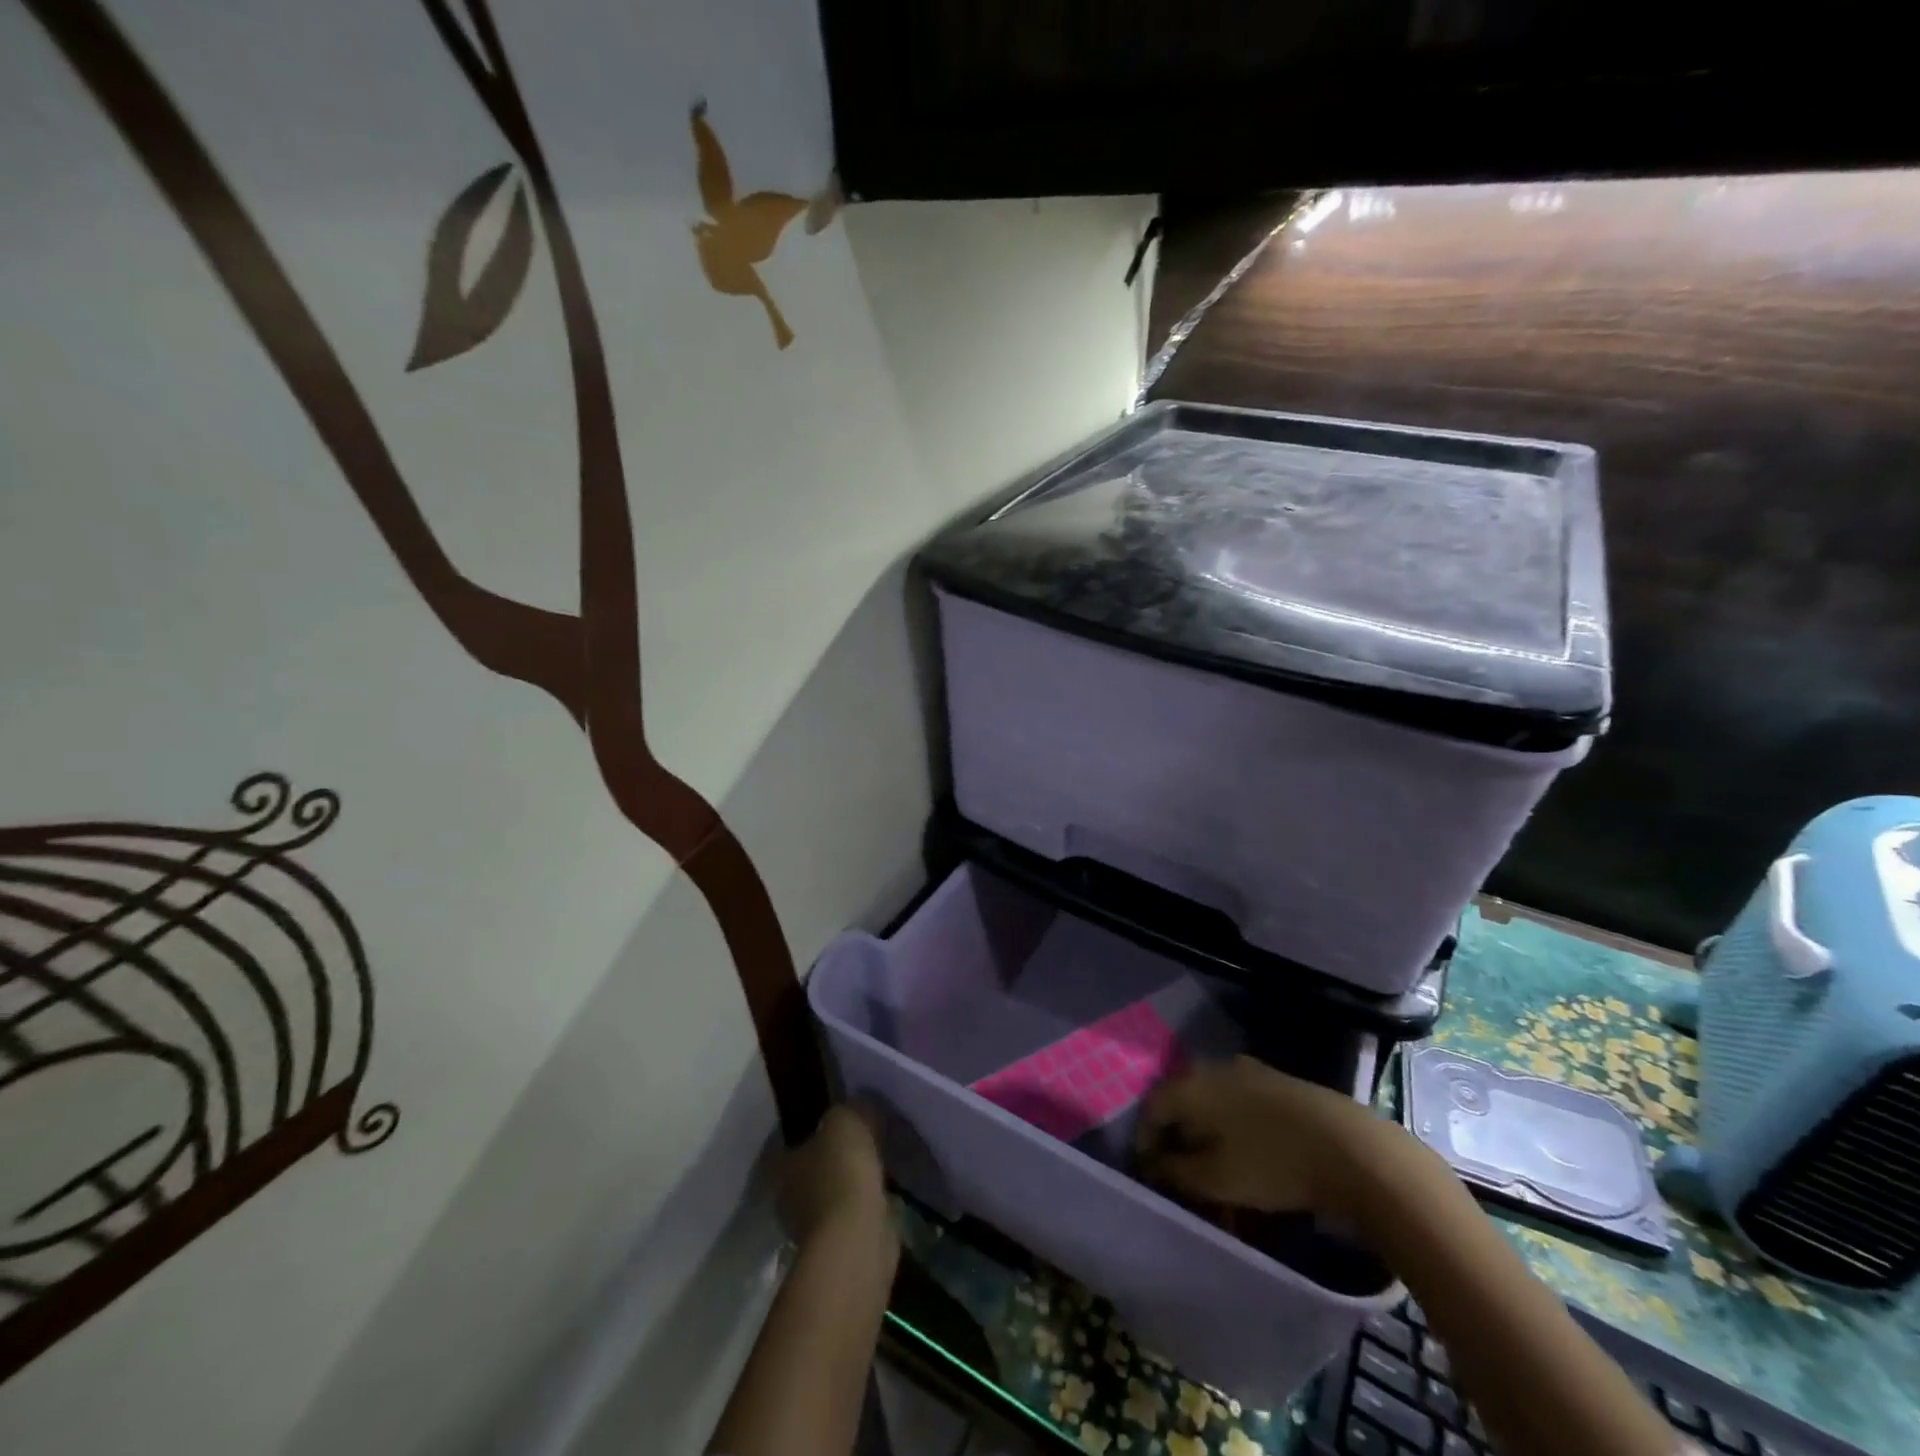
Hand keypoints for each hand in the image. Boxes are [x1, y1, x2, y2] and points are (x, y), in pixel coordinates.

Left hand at [778, 1103, 892, 1250]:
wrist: (857, 1236)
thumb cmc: (840, 1171)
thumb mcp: (845, 1121)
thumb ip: (850, 1109)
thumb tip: (859, 1106)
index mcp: (780, 1166)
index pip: (786, 1143)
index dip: (807, 1130)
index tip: (832, 1120)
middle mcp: (788, 1198)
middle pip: (809, 1171)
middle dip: (831, 1159)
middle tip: (859, 1140)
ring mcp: (811, 1228)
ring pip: (831, 1194)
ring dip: (849, 1184)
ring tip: (877, 1163)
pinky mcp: (838, 1247)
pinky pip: (851, 1215)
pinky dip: (865, 1205)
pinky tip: (884, 1191)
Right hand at [1134, 1056, 1388, 1222]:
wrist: (1350, 1147)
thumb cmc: (1271, 1163)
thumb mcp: (1215, 1179)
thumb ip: (1176, 1172)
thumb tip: (1154, 1165)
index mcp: (1189, 1085)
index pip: (1150, 1109)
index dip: (1145, 1142)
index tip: (1149, 1173)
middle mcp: (1212, 1068)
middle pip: (1181, 1102)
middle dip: (1176, 1137)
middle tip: (1181, 1173)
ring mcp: (1247, 1070)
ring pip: (1211, 1102)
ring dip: (1206, 1133)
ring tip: (1215, 1168)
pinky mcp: (1276, 1081)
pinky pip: (1238, 1103)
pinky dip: (1232, 1127)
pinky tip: (1246, 1153)